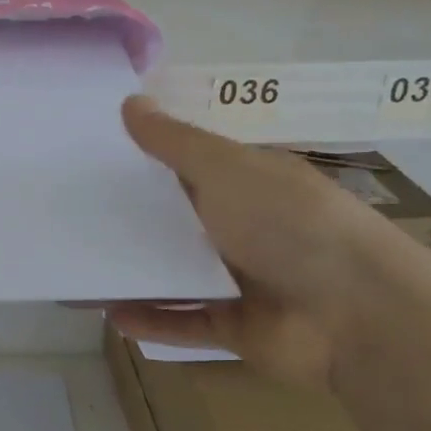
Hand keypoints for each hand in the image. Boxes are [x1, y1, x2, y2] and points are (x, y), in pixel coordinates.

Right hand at [110, 98, 426, 390]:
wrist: (358, 314)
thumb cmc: (291, 224)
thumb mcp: (227, 168)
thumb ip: (174, 142)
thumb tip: (129, 102)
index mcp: (247, 183)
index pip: (187, 168)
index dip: (143, 163)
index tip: (91, 162)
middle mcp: (243, 228)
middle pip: (176, 222)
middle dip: (130, 221)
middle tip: (72, 217)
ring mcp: (241, 280)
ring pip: (175, 275)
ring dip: (134, 273)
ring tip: (82, 271)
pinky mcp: (236, 327)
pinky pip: (185, 321)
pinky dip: (152, 319)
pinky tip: (111, 315)